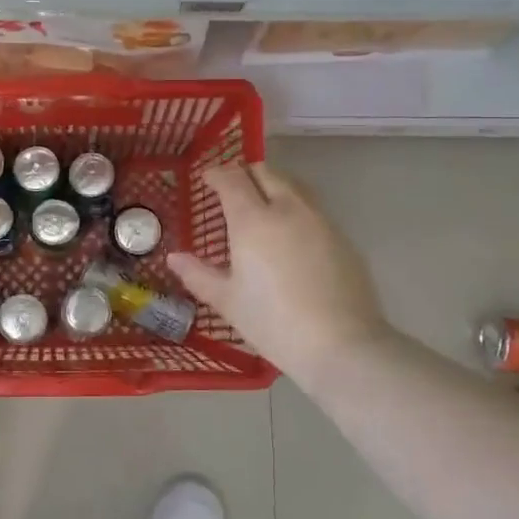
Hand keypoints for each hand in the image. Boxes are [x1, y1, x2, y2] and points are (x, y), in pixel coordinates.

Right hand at [168, 163, 391, 389]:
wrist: (341, 345)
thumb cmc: (273, 322)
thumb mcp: (228, 301)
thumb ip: (198, 274)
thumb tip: (174, 258)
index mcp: (253, 220)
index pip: (232, 179)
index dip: (217, 174)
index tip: (207, 180)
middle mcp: (288, 209)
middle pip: (266, 173)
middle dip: (246, 173)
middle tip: (233, 190)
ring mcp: (320, 221)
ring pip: (294, 186)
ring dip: (274, 186)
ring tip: (263, 205)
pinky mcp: (343, 238)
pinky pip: (314, 209)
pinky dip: (296, 209)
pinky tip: (291, 235)